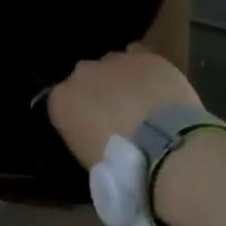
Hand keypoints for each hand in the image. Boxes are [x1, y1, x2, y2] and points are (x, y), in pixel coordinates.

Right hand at [48, 44, 203, 167]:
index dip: (77, 116)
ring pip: (112, 65)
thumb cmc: (121, 168)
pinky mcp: (145, 56)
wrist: (165, 149)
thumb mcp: (88, 160)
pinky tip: (154, 86)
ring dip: (120, 80)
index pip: (60, 102)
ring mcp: (113, 61)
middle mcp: (81, 74)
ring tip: (141, 104)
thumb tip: (94, 136)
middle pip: (85, 78)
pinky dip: (143, 69)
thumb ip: (84, 137)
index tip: (91, 131)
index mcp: (60, 101)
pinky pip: (138, 56)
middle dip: (97, 93)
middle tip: (117, 118)